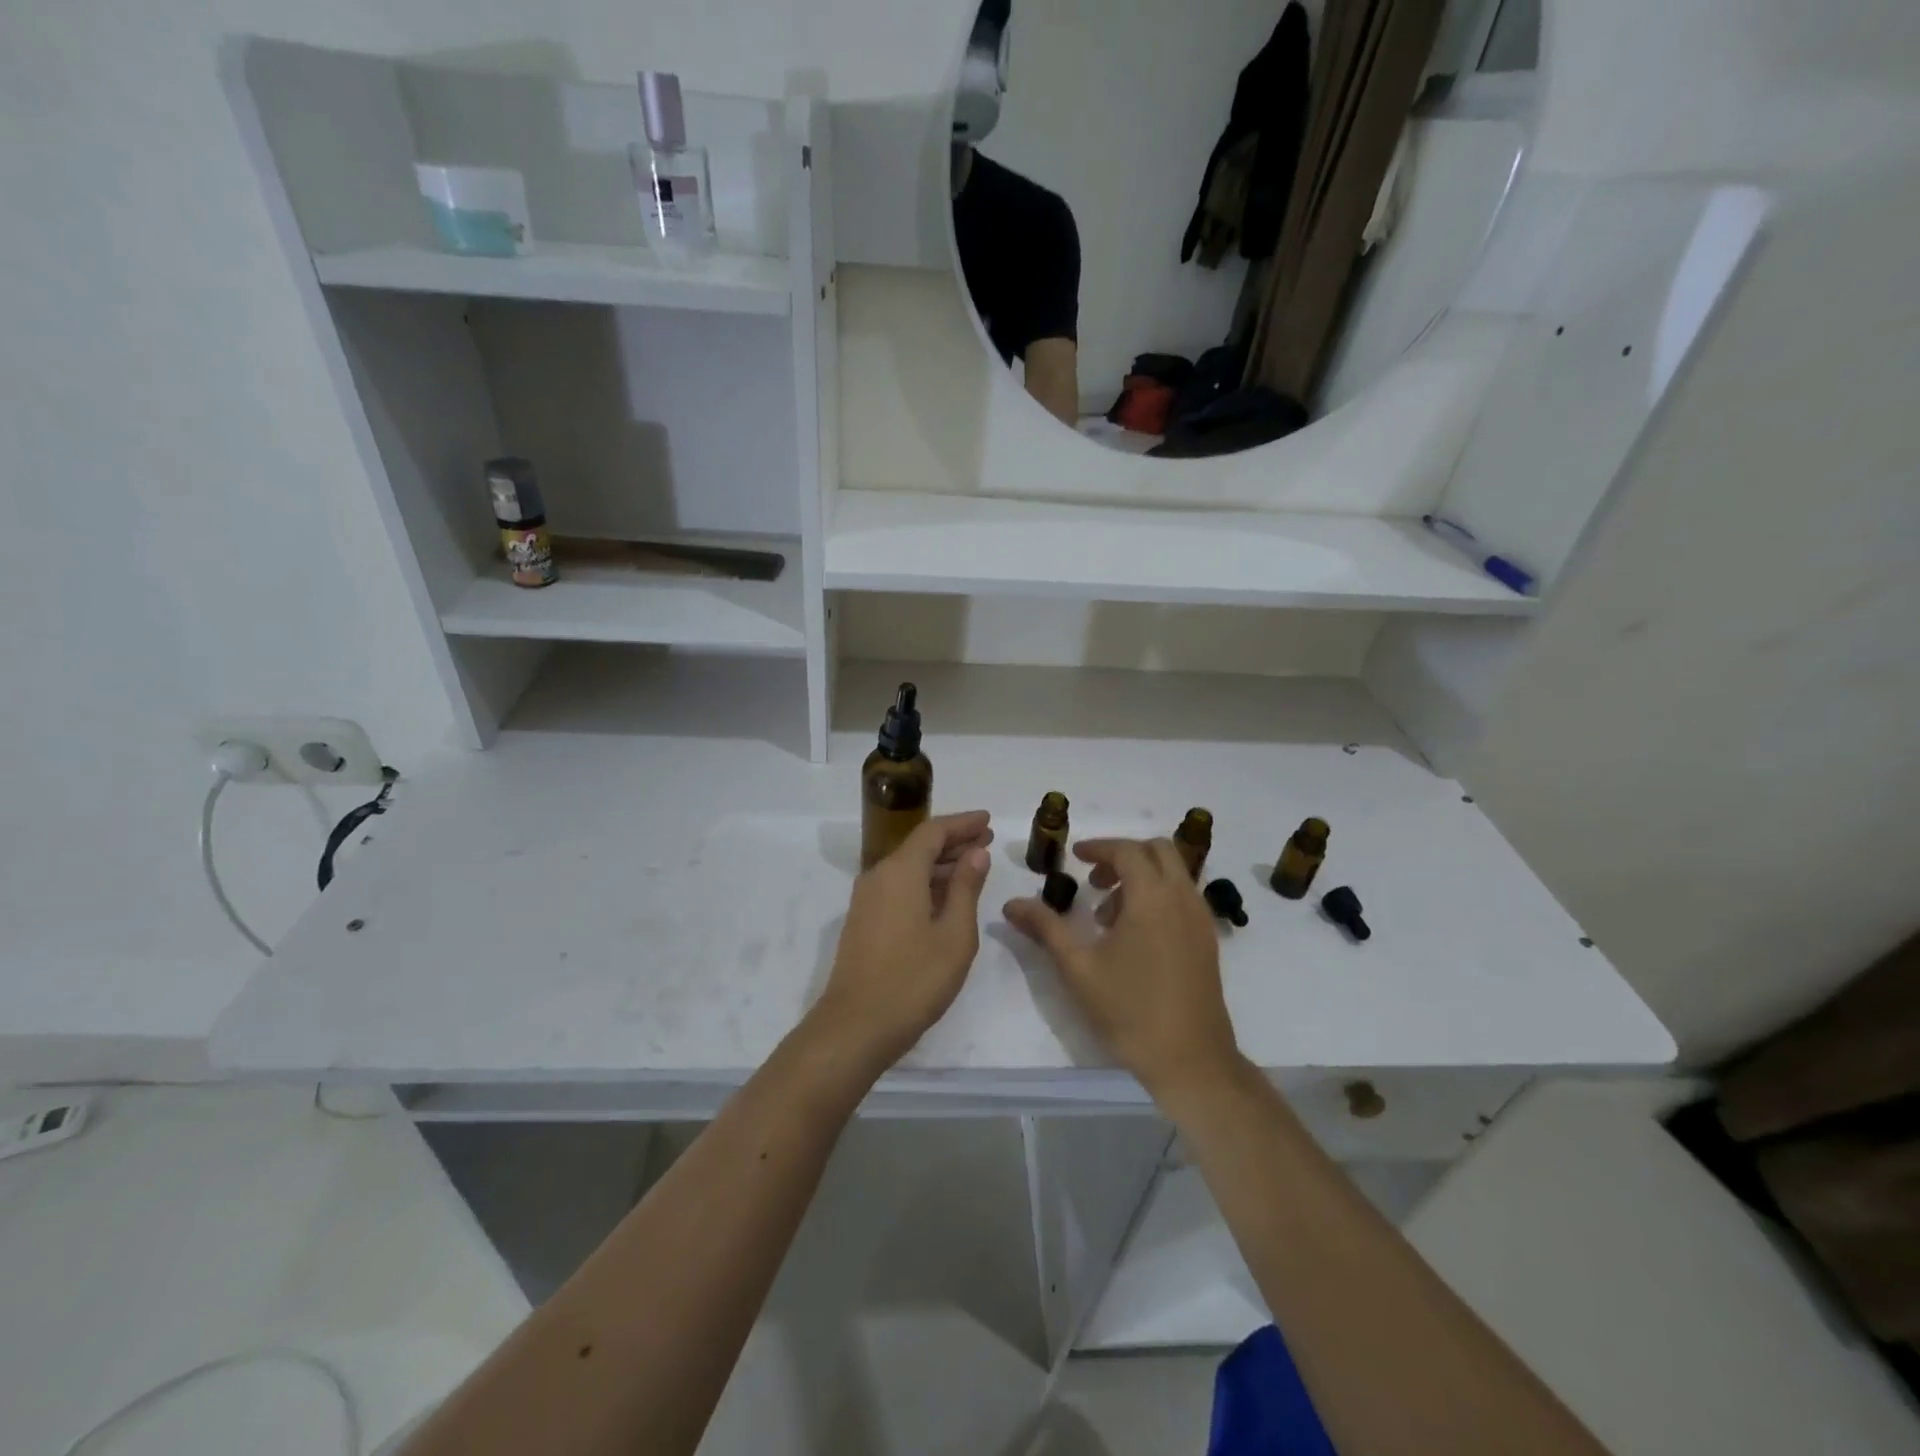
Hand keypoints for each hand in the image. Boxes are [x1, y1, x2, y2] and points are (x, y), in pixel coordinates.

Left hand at [809, 811, 994, 1072]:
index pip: (933, 831)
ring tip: (973, 866)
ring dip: (940, 863)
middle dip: (954, 841)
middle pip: (919, 846)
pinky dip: (925, 882)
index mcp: (901, 871)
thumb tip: (976, 853)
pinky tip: (945, 897)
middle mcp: (879, 875)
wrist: (856, 1026)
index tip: (988, 820)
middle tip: (987, 840)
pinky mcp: (864, 920)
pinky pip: (898, 886)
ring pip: (908, 867)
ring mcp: (867, 899)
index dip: (962, 823)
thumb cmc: (914, 979)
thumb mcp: (954, 934)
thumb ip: (966, 888)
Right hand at [1004, 837, 1241, 1097]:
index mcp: (1152, 897)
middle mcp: (1182, 897)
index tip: (1075, 857)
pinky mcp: (1208, 939)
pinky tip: (1135, 935)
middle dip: (1123, 856)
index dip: (1098, 847)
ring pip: (1173, 873)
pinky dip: (1159, 895)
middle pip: (1158, 850)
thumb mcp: (1078, 968)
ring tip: (1108, 915)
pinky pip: (1183, 896)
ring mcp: (1200, 918)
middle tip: (1094, 880)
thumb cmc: (1129, 1010)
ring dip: (1142, 877)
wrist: (1190, 1060)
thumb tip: (1011, 904)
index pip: (1127, 850)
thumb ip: (1045, 927)